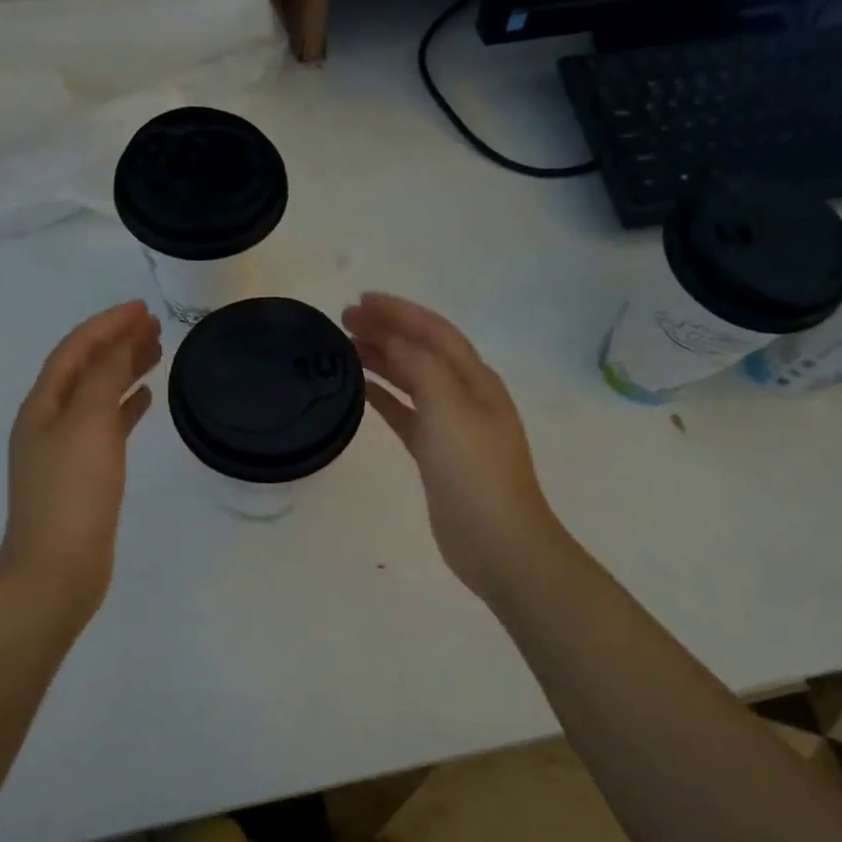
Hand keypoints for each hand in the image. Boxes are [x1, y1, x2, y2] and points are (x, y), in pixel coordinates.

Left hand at [0, 301, 162, 619]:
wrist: (57, 569)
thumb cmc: (72, 492)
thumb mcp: (88, 424)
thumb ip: (103, 377)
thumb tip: (118, 341)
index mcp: (42, 405)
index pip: (76, 349)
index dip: (107, 324)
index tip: (142, 308)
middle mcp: (48, 421)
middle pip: (85, 368)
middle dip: (117, 343)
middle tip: (155, 327)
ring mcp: (64, 449)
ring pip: (97, 396)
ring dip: (123, 371)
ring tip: (156, 354)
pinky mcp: (83, 475)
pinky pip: (106, 426)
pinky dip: (125, 407)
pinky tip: (146, 400)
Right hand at [344, 293, 570, 605]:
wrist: (497, 541)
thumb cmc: (475, 470)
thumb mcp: (449, 407)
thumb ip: (420, 366)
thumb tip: (390, 338)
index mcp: (476, 378)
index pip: (434, 331)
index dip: (399, 312)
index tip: (361, 300)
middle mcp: (464, 394)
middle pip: (421, 351)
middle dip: (386, 330)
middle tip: (345, 319)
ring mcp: (450, 425)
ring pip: (411, 380)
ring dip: (382, 359)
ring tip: (346, 346)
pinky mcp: (434, 452)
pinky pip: (405, 412)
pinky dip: (384, 396)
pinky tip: (361, 389)